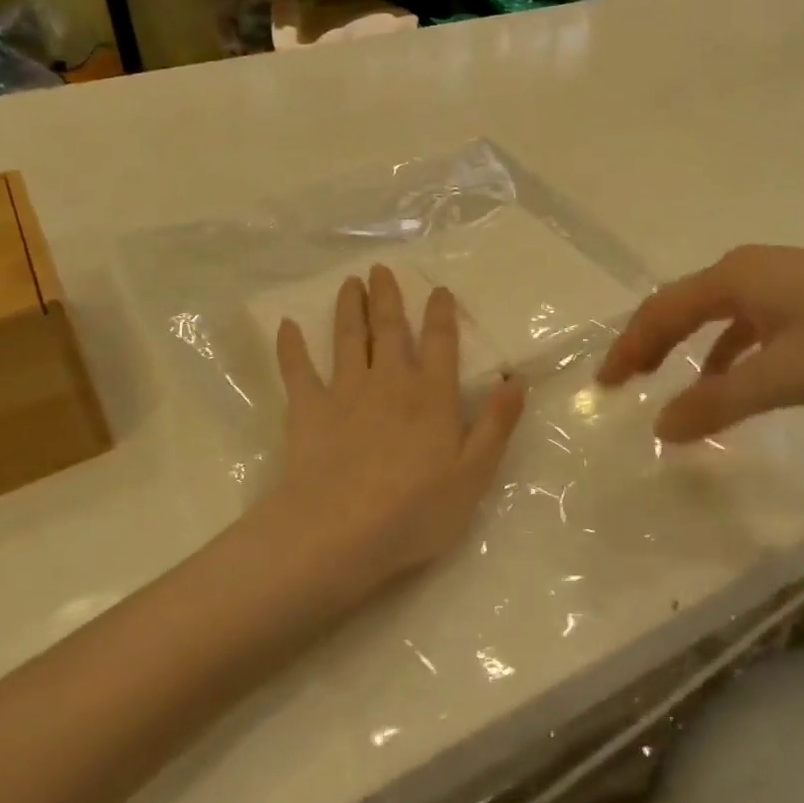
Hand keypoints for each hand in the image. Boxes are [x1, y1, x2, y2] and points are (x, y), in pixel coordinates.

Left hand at [269, 265, 524, 591]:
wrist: (339, 533)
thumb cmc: (415, 510)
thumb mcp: (473, 474)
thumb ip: (496, 424)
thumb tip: (517, 380)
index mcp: (431, 395)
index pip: (440, 343)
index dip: (441, 314)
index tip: (439, 289)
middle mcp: (389, 382)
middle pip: (390, 329)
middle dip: (388, 297)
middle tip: (380, 269)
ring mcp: (345, 392)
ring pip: (348, 338)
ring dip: (349, 308)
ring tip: (350, 283)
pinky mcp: (307, 410)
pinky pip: (297, 370)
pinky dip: (291, 347)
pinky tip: (286, 325)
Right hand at [597, 245, 803, 442]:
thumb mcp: (786, 378)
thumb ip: (719, 402)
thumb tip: (660, 427)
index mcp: (736, 276)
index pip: (663, 310)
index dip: (630, 346)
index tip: (605, 385)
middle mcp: (751, 267)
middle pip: (682, 304)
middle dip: (649, 341)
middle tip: (622, 380)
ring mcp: (783, 277)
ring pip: (715, 311)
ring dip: (685, 344)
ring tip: (665, 380)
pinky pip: (748, 318)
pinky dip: (726, 347)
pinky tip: (731, 375)